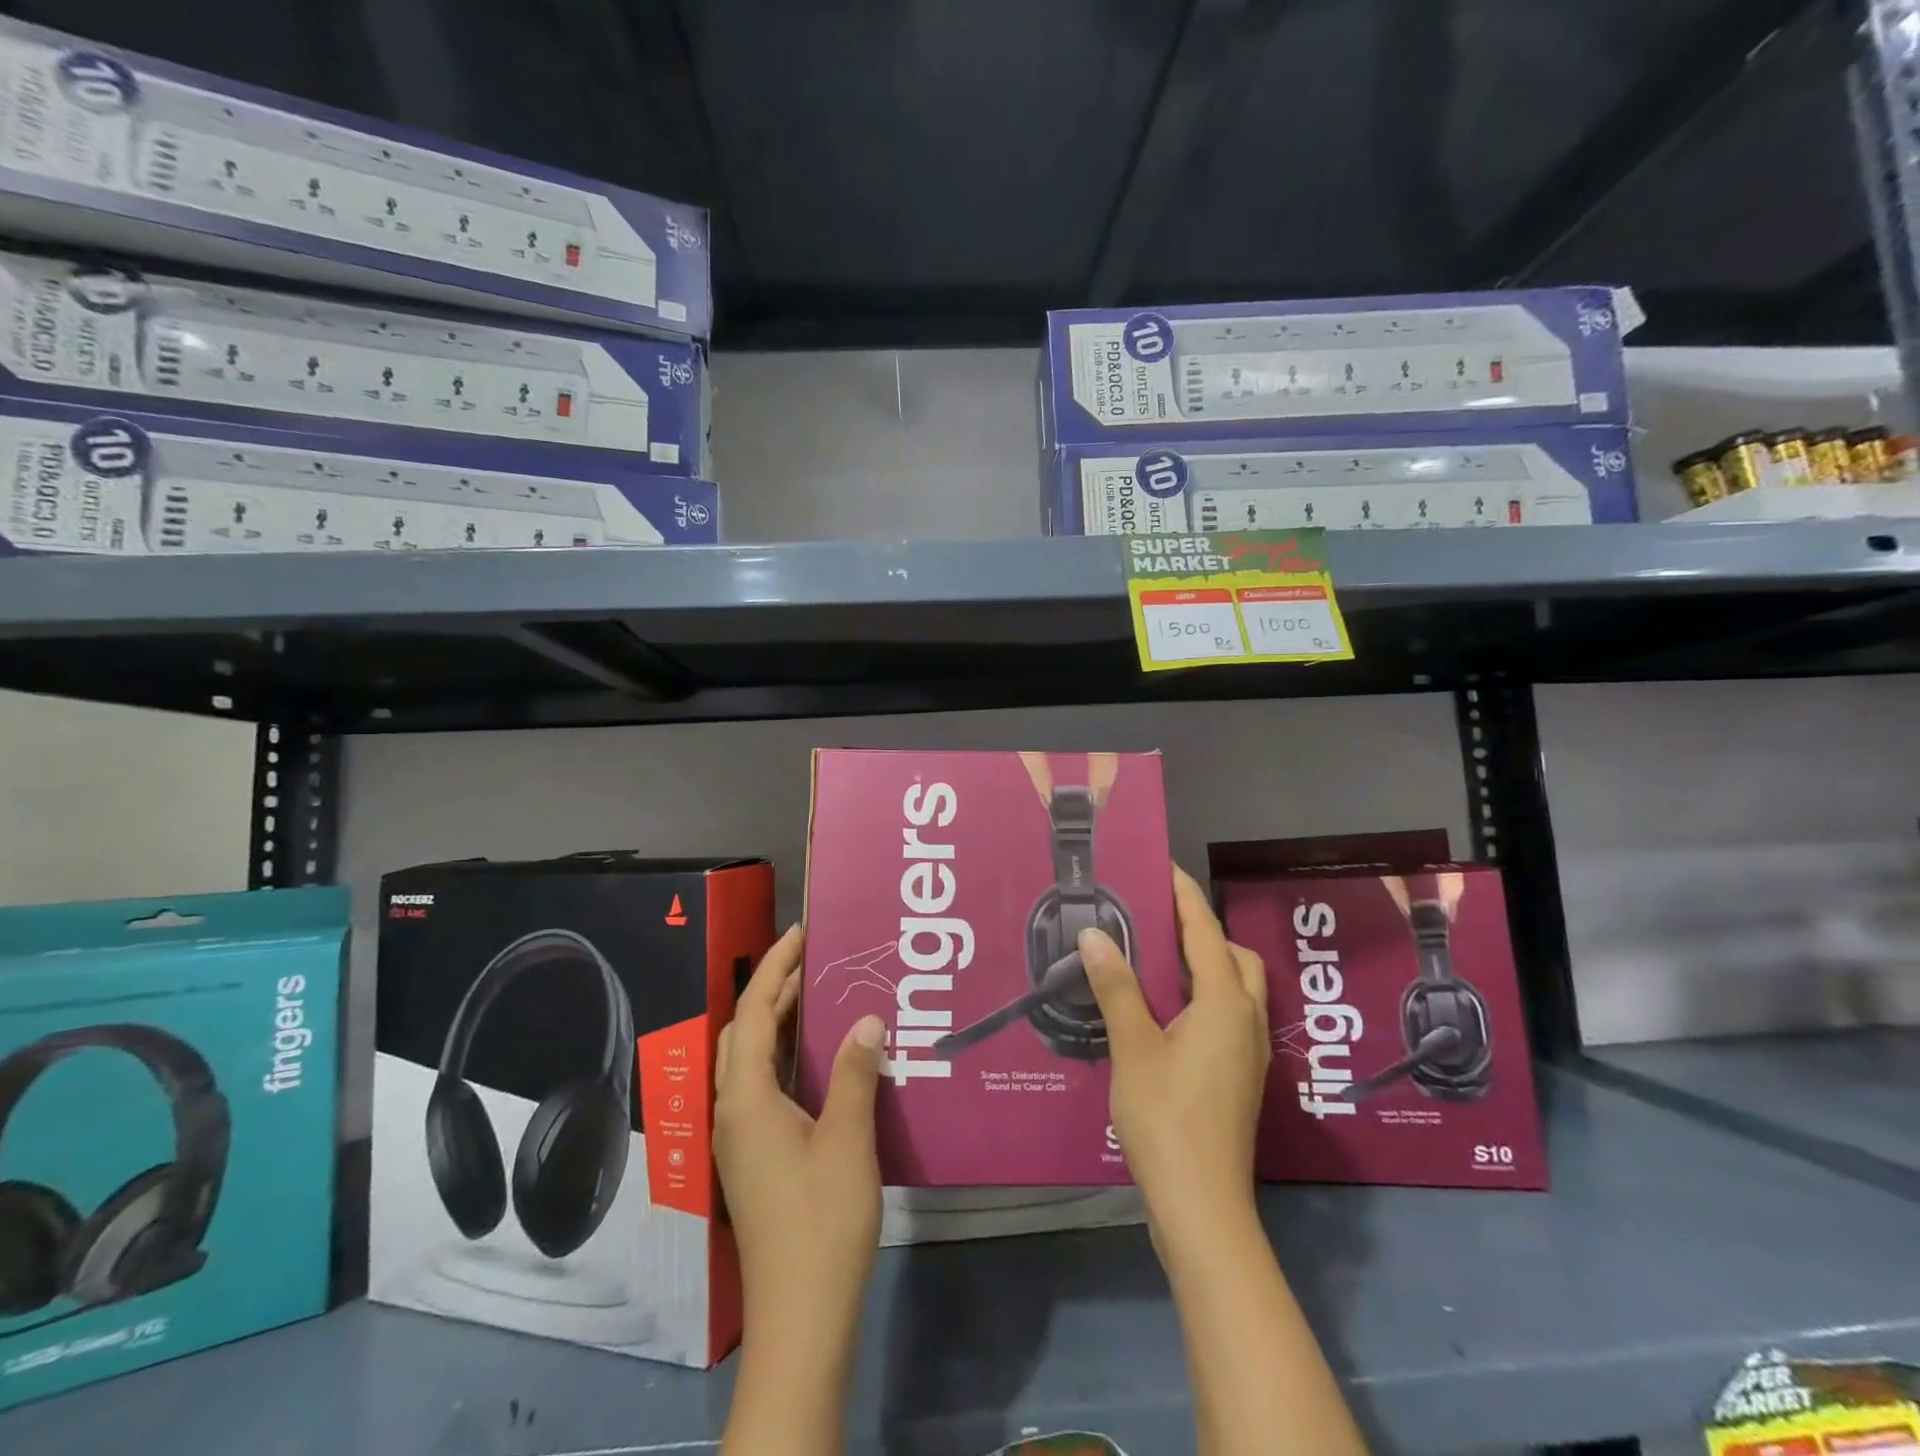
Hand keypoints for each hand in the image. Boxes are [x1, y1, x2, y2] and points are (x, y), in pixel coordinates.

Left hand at [714, 925, 884, 1340]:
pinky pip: (761, 1085)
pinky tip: (820, 1058)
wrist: (801, 1315)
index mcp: (745, 1098)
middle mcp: (732, 1110)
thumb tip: (866, 1019)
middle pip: (742, 1031)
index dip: (775, 966)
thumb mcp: (847, 1139)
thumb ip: (855, 1073)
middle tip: (816, 960)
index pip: (753, 1011)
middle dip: (772, 989)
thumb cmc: (822, 1220)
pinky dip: (783, 1056)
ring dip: (777, 1022)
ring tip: (820, 996)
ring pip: (749, 1060)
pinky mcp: (754, 1157)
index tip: (802, 932)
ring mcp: (740, 1137)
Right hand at [1079, 866, 1269, 1242]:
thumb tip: (1094, 933)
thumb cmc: (1167, 1118)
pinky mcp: (1240, 1076)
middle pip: (1234, 956)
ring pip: (1236, 987)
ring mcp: (1247, 1051)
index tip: (1162, 866)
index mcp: (1223, 1003)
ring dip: (1205, 963)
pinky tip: (1165, 1009)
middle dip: (1202, 930)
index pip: (1205, 931)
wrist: (1202, 1205)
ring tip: (1156, 957)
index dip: (1184, 895)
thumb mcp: (1133, 1047)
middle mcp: (1245, 1020)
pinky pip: (1228, 1014)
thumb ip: (1116, 987)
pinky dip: (1204, 995)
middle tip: (1157, 918)